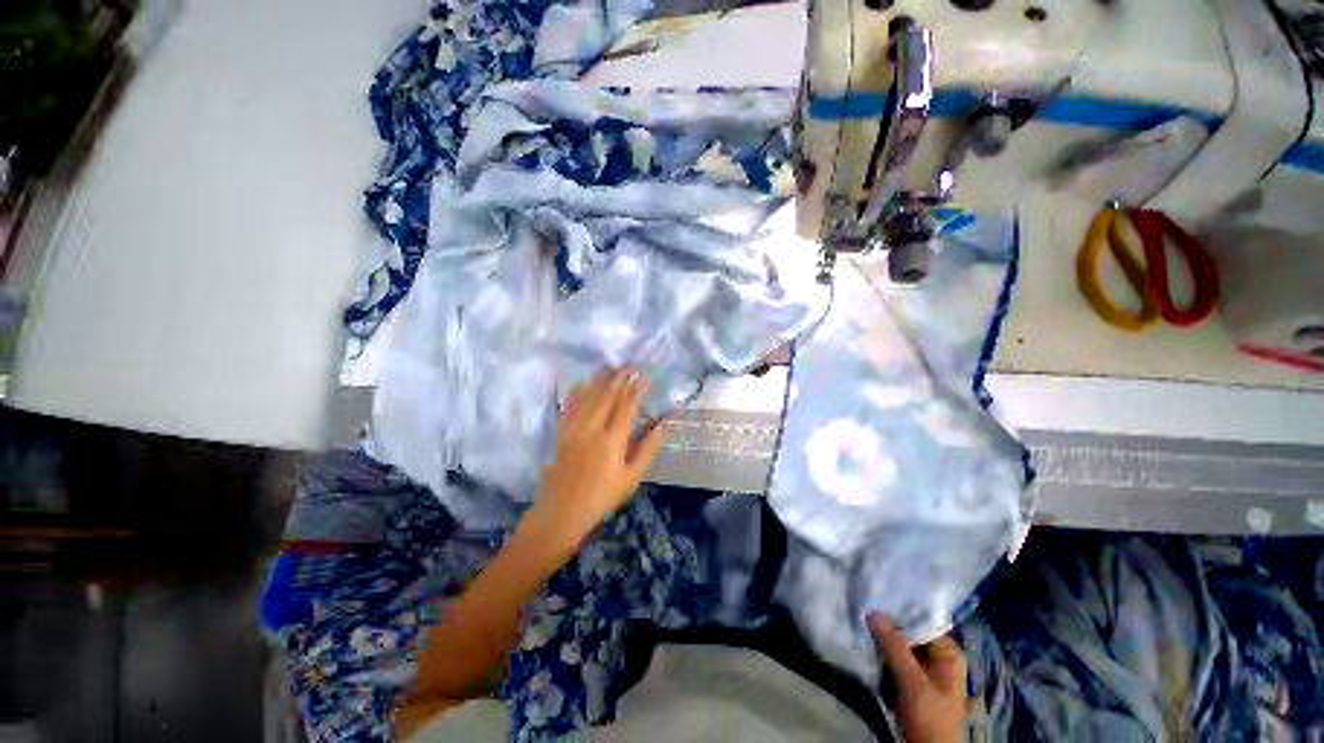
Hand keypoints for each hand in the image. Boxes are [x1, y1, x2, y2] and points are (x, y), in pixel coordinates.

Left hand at [532, 368, 666, 544]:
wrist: (562, 512)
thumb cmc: (603, 497)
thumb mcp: (632, 477)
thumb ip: (648, 448)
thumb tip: (663, 424)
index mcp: (613, 439)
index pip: (627, 406)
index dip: (636, 389)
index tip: (643, 375)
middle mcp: (593, 428)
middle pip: (607, 396)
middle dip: (619, 379)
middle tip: (628, 365)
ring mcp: (575, 429)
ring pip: (588, 397)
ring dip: (599, 380)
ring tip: (608, 367)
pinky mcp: (562, 433)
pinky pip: (569, 407)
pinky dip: (576, 392)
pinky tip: (580, 383)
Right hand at [869, 614, 968, 742]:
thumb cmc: (930, 718)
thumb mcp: (913, 683)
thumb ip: (894, 647)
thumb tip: (872, 611)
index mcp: (948, 653)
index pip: (920, 620)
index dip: (897, 611)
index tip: (872, 599)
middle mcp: (938, 656)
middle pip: (908, 632)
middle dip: (886, 625)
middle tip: (861, 609)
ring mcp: (923, 669)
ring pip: (898, 645)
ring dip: (880, 639)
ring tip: (859, 622)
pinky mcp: (909, 680)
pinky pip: (893, 658)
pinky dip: (880, 652)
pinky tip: (864, 642)